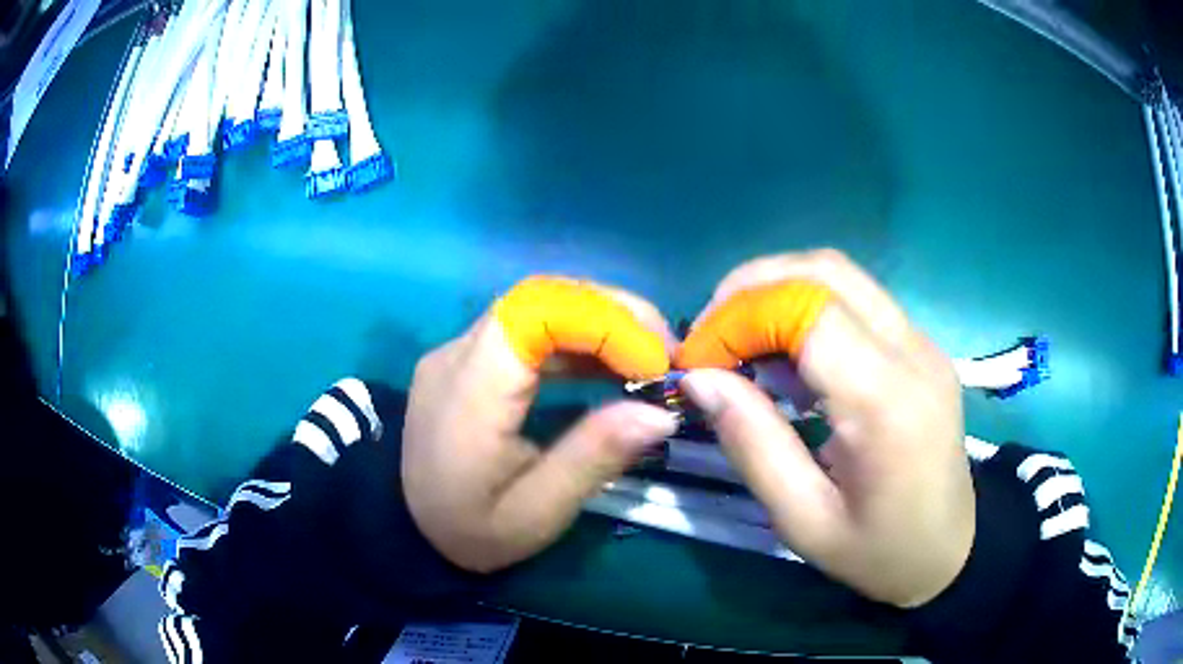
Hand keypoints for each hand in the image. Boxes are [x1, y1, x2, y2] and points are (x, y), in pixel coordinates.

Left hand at [403, 276, 680, 572]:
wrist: (409, 528)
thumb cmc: (470, 530)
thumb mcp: (537, 513)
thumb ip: (594, 457)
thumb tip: (662, 412)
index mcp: (468, 393)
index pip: (533, 312)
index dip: (603, 320)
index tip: (655, 361)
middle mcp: (459, 354)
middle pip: (540, 298)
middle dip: (614, 313)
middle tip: (667, 352)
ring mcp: (461, 352)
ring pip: (538, 308)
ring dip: (600, 323)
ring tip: (650, 358)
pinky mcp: (471, 360)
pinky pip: (530, 330)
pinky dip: (578, 340)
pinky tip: (611, 366)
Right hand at [677, 250, 973, 607]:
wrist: (951, 549)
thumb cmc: (879, 551)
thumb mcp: (803, 520)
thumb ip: (753, 444)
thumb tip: (700, 378)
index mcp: (887, 400)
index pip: (809, 309)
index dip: (740, 317)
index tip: (696, 359)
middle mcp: (912, 351)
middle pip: (825, 270)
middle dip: (752, 288)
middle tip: (710, 335)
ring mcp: (922, 341)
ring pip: (840, 274)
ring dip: (778, 289)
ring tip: (739, 339)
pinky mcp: (921, 345)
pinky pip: (857, 299)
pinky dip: (807, 306)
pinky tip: (786, 353)